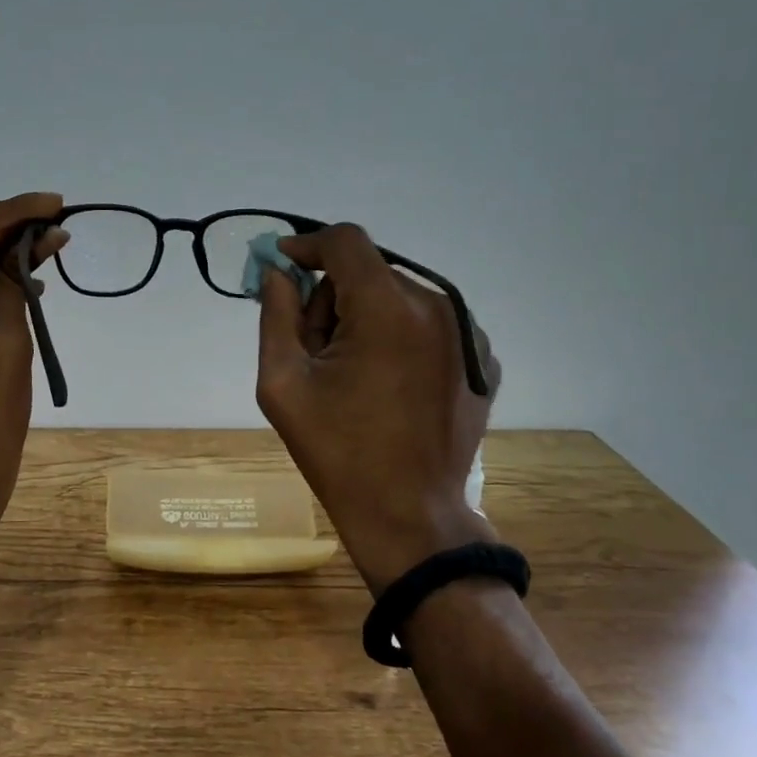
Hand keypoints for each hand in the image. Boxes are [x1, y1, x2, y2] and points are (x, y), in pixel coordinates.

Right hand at [255, 224, 501, 593]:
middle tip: (313, 348)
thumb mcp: (282, 383)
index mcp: (388, 308)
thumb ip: (276, 315)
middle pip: (370, 272)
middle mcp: (437, 307)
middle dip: (333, 296)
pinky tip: (387, 384)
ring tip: (351, 374)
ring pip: (399, 297)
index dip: (307, 246)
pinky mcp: (479, 360)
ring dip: (366, 317)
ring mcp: (467, 334)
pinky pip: (428, 325)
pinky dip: (399, 338)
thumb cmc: (337, 452)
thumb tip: (277, 273)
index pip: (345, 242)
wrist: (409, 515)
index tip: (282, 267)